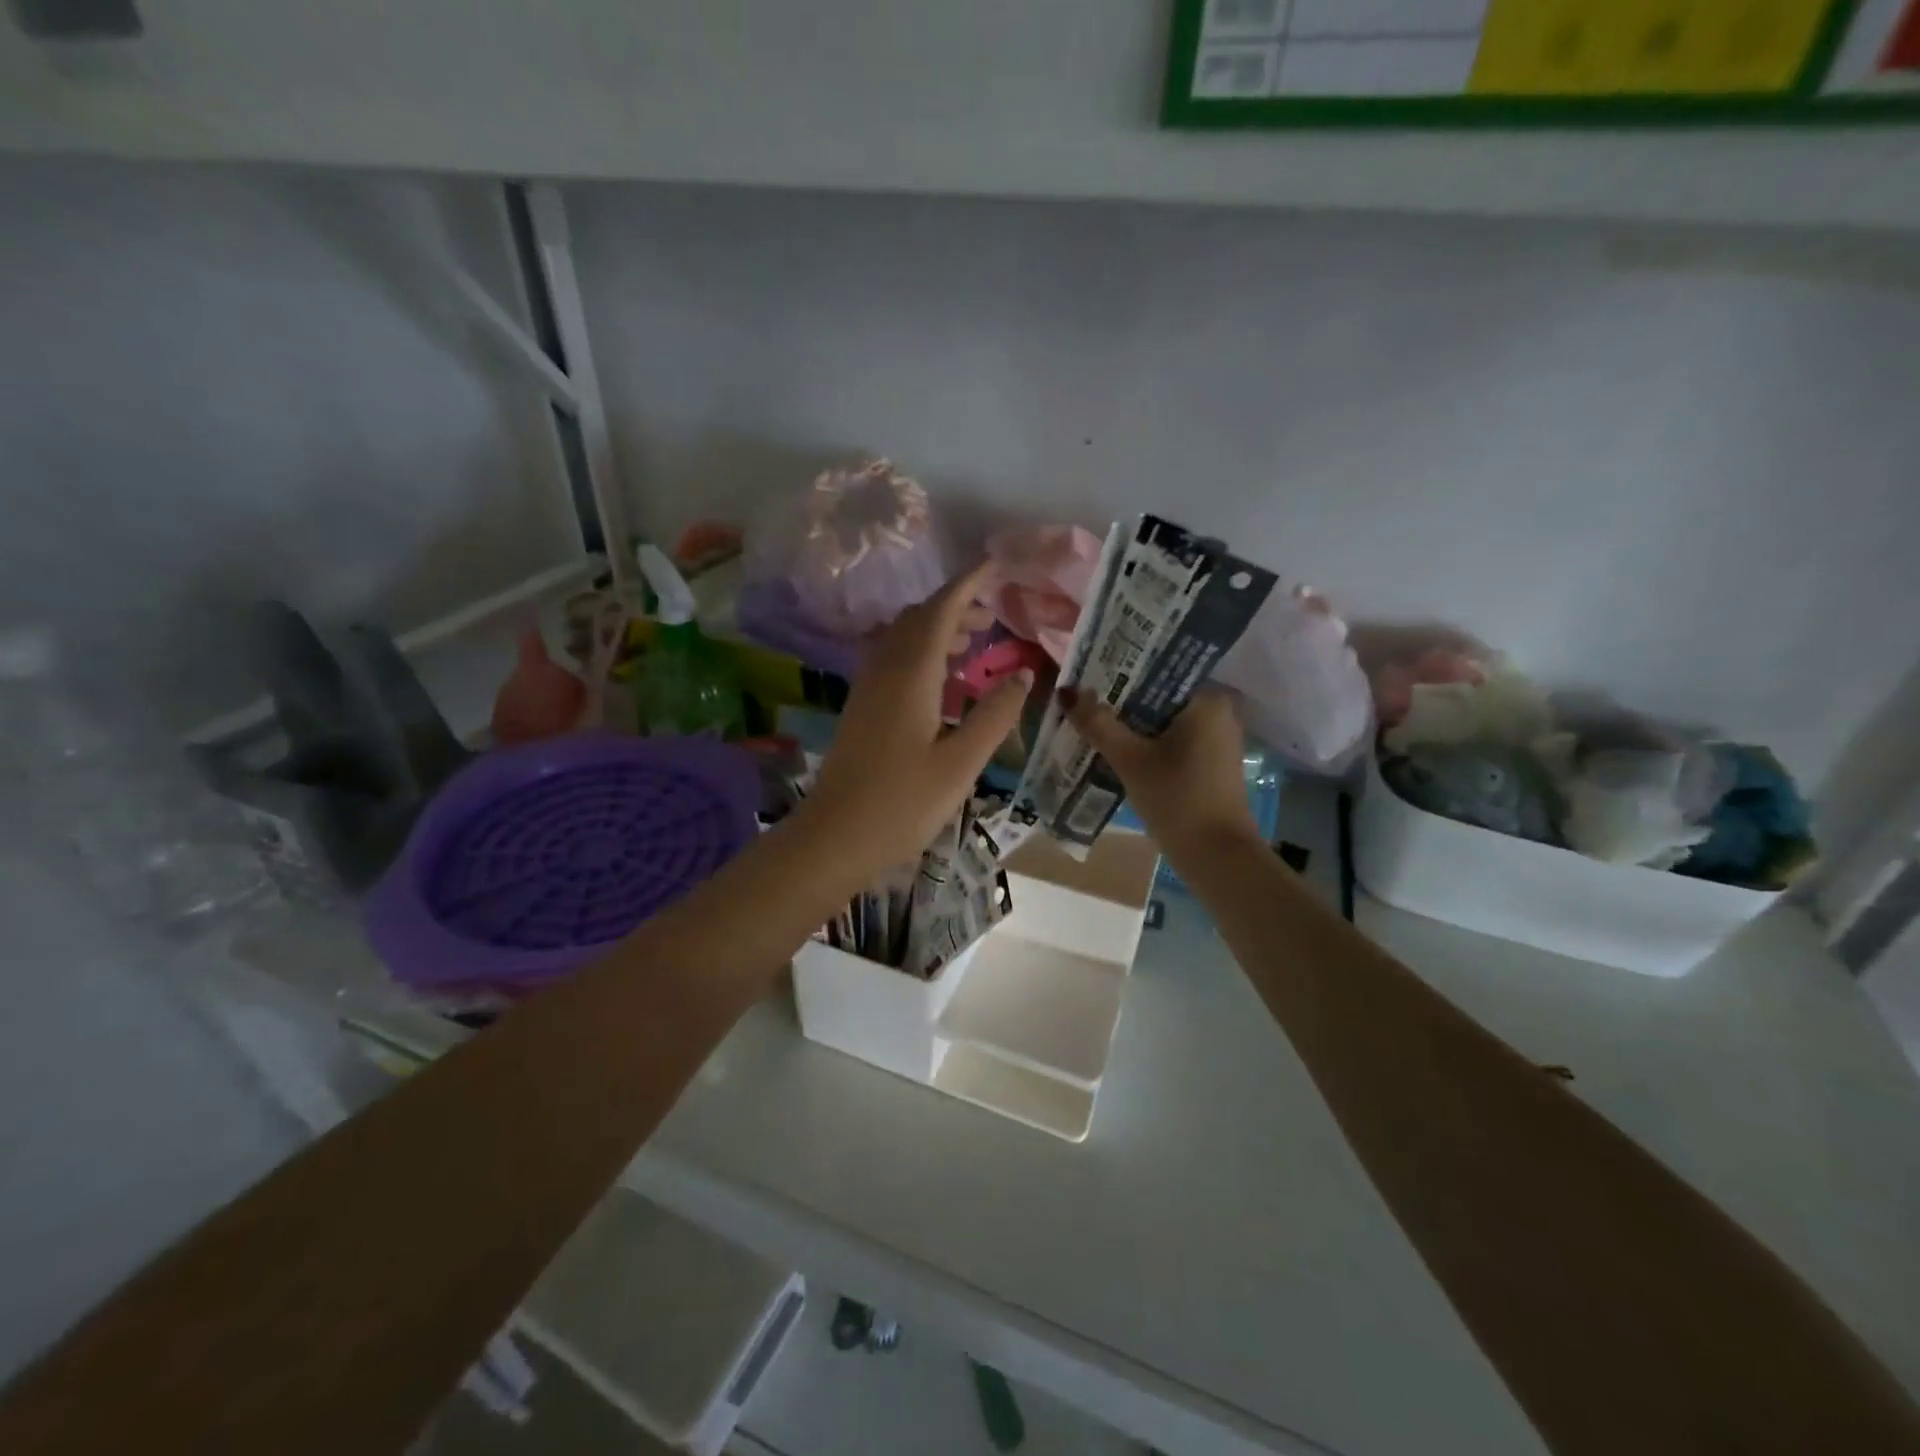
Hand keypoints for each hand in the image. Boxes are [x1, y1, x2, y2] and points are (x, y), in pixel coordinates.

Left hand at [798, 561, 1031, 882]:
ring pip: (904, 640)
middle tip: (992, 616)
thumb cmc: (902, 803)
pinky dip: (922, 655)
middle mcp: (885, 670)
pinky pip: (894, 662)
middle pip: (919, 620)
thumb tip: (1021, 676)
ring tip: (975, 644)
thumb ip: (994, 716)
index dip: (967, 584)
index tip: (993, 565)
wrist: (834, 837)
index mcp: (911, 674)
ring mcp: (868, 689)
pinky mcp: (861, 709)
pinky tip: (943, 683)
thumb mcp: (961, 763)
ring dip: (938, 631)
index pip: (940, 611)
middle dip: (955, 607)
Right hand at [1061, 687, 1261, 856]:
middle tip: (1083, 699)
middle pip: (1159, 695)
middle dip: (1122, 700)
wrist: (1216, 857)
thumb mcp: (1131, 759)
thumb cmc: (1177, 798)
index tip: (1089, 675)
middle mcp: (1219, 711)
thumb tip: (1067, 691)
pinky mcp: (1210, 763)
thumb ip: (1099, 723)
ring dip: (1132, 724)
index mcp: (1208, 698)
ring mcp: (1217, 738)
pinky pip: (1172, 740)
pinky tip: (1117, 748)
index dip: (1121, 672)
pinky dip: (1147, 742)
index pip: (1159, 669)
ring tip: (1092, 720)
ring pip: (1163, 720)